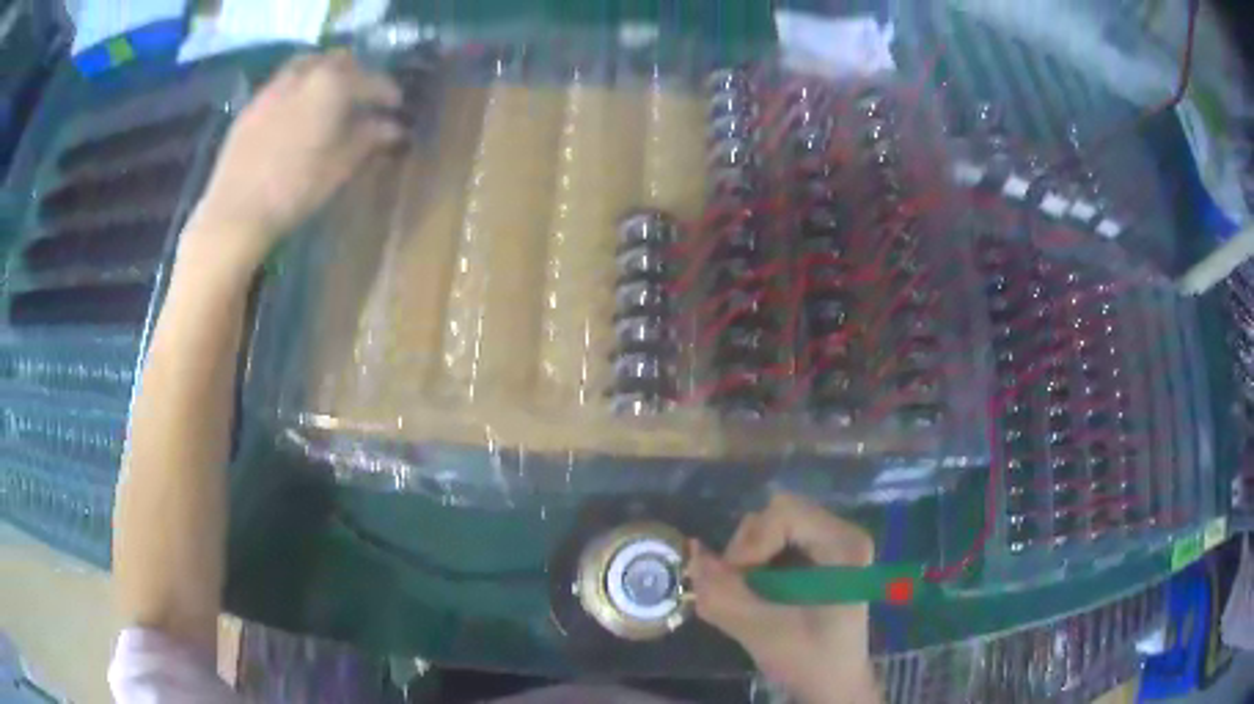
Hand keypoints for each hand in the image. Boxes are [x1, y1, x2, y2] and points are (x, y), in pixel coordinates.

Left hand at [186, 49, 403, 270]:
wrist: (235, 212)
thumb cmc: (294, 190)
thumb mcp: (339, 167)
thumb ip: (368, 139)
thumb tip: (393, 127)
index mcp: (330, 85)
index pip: (369, 80)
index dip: (386, 91)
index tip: (396, 105)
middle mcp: (303, 75)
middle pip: (337, 61)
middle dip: (355, 73)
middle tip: (363, 96)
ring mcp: (273, 88)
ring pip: (307, 65)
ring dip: (323, 75)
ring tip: (329, 98)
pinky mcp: (251, 106)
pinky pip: (282, 84)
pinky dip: (298, 89)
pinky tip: (297, 113)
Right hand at [689, 494, 879, 703]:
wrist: (832, 683)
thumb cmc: (809, 659)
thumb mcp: (763, 632)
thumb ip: (723, 595)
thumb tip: (692, 552)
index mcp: (844, 545)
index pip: (784, 513)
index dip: (751, 544)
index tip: (737, 582)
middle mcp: (840, 533)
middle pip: (774, 515)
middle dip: (745, 552)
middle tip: (738, 591)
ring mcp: (827, 543)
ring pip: (768, 527)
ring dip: (746, 560)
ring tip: (746, 597)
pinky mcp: (813, 556)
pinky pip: (770, 543)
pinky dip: (752, 566)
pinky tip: (754, 595)